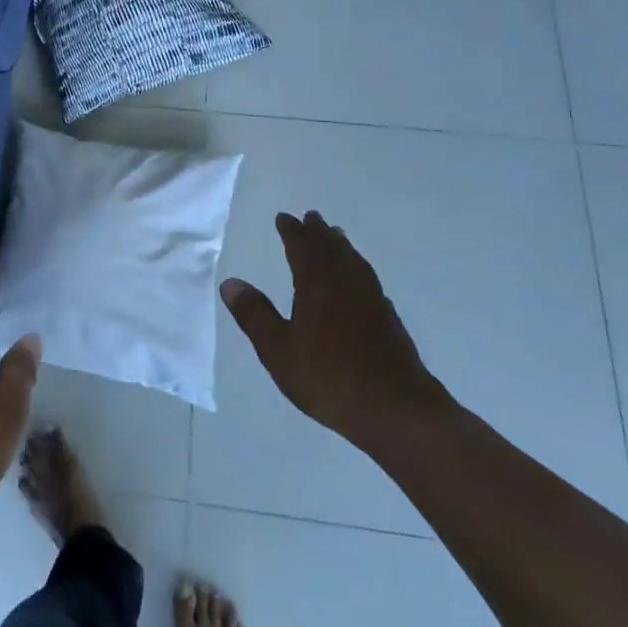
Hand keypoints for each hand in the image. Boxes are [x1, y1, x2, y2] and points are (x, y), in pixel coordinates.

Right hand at [220, 212, 453, 450]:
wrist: (397, 409)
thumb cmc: (329, 377)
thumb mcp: (278, 350)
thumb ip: (254, 315)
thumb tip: (230, 282)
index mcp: (317, 285)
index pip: (302, 248)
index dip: (292, 232)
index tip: (284, 217)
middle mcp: (346, 284)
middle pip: (331, 249)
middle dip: (318, 232)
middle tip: (311, 217)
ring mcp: (371, 301)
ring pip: (354, 262)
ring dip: (341, 246)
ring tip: (335, 236)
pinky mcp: (388, 320)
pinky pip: (368, 279)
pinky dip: (358, 268)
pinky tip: (359, 279)